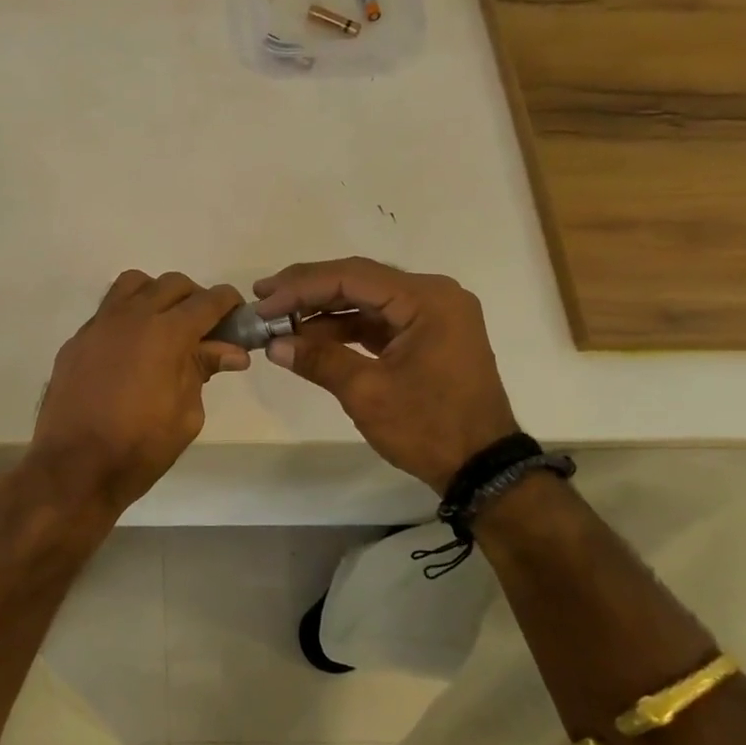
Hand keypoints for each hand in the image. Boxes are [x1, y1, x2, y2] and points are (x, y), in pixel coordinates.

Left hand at [30, 271, 248, 512]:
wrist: (74, 468)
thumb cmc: (140, 448)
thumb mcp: (186, 414)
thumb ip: (203, 371)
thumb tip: (231, 351)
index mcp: (166, 333)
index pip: (207, 301)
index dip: (228, 302)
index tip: (237, 314)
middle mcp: (131, 317)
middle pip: (171, 284)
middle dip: (194, 298)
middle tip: (203, 328)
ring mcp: (98, 325)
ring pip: (133, 285)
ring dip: (156, 296)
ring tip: (163, 327)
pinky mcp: (77, 340)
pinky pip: (107, 311)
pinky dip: (127, 318)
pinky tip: (130, 351)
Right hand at [253, 258, 518, 493]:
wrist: (482, 468)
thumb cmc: (429, 427)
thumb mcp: (367, 393)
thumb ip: (319, 360)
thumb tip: (274, 344)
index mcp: (427, 299)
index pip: (352, 276)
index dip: (301, 287)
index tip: (262, 300)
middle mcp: (433, 295)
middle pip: (359, 280)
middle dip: (308, 291)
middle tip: (263, 299)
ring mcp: (432, 316)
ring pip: (365, 300)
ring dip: (322, 310)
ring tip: (279, 321)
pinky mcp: (427, 336)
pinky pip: (377, 320)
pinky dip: (343, 328)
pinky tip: (309, 337)